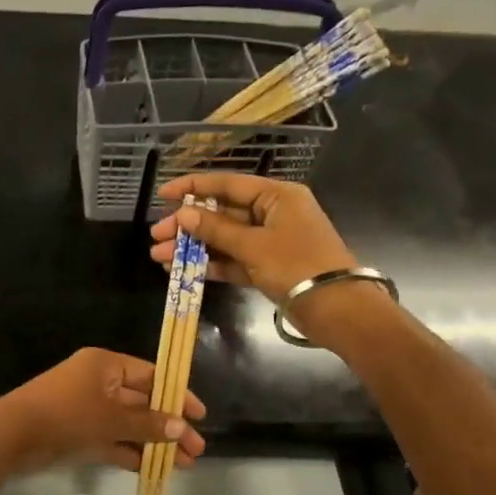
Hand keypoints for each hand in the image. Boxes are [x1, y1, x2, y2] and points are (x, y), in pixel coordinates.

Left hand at [0, 347, 205, 476]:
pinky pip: (113, 440)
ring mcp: (89, 409)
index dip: (176, 394)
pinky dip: (131, 452)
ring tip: (183, 466)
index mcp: (106, 365)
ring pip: (129, 424)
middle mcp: (99, 383)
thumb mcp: (111, 419)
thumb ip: (147, 424)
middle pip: (143, 402)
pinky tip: (154, 469)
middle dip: (169, 426)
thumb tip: (180, 427)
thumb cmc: (66, 415)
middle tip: (197, 450)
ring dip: (154, 443)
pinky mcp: (79, 433)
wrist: (12, 436)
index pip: (151, 375)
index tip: (199, 415)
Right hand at [149, 173, 357, 304]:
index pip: (227, 184)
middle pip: (222, 212)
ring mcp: (270, 241)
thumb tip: (183, 214)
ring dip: (194, 247)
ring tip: (160, 257)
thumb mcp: (254, 245)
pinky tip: (182, 270)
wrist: (338, 310)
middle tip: (157, 235)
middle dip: (188, 224)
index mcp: (276, 196)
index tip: (163, 194)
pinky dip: (210, 264)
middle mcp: (273, 213)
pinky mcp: (268, 267)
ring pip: (224, 238)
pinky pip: (233, 259)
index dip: (192, 187)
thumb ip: (216, 229)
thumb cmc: (298, 266)